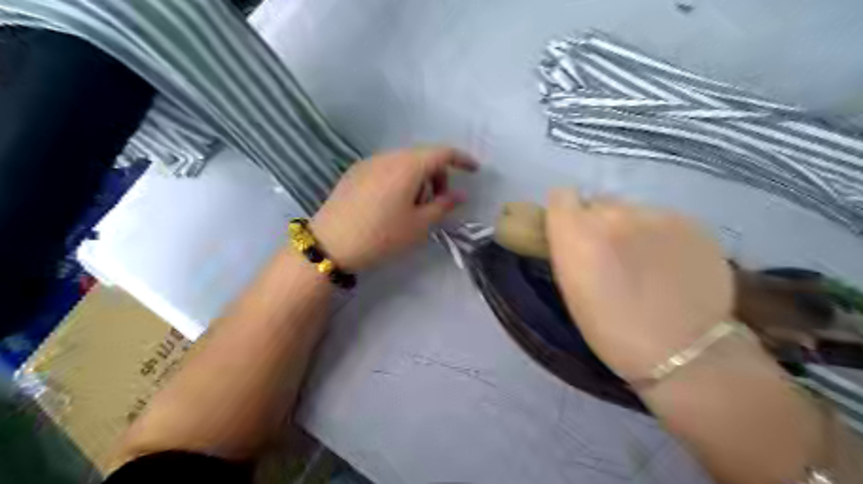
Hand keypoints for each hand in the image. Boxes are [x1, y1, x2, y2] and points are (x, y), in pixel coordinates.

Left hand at [310, 145, 478, 272]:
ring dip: (418, 178)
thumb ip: (443, 205)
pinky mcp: (354, 172)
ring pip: (403, 162)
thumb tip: (460, 194)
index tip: (474, 171)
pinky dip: (399, 179)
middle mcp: (388, 156)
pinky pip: (386, 168)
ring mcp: (368, 163)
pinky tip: (392, 203)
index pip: (442, 152)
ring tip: (414, 206)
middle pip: (422, 156)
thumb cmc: (382, 235)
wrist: (330, 244)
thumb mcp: (419, 225)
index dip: (462, 159)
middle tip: (439, 201)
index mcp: (408, 165)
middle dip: (438, 174)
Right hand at [545, 189, 733, 380]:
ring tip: (646, 261)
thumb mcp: (572, 289)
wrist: (682, 352)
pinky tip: (671, 264)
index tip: (572, 231)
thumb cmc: (612, 331)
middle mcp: (612, 214)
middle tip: (612, 254)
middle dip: (599, 223)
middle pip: (598, 203)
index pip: (561, 196)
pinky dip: (661, 235)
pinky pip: (663, 220)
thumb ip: (570, 250)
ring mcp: (655, 214)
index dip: (565, 212)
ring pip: (632, 210)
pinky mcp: (690, 221)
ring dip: (631, 228)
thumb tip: (576, 233)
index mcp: (576, 233)